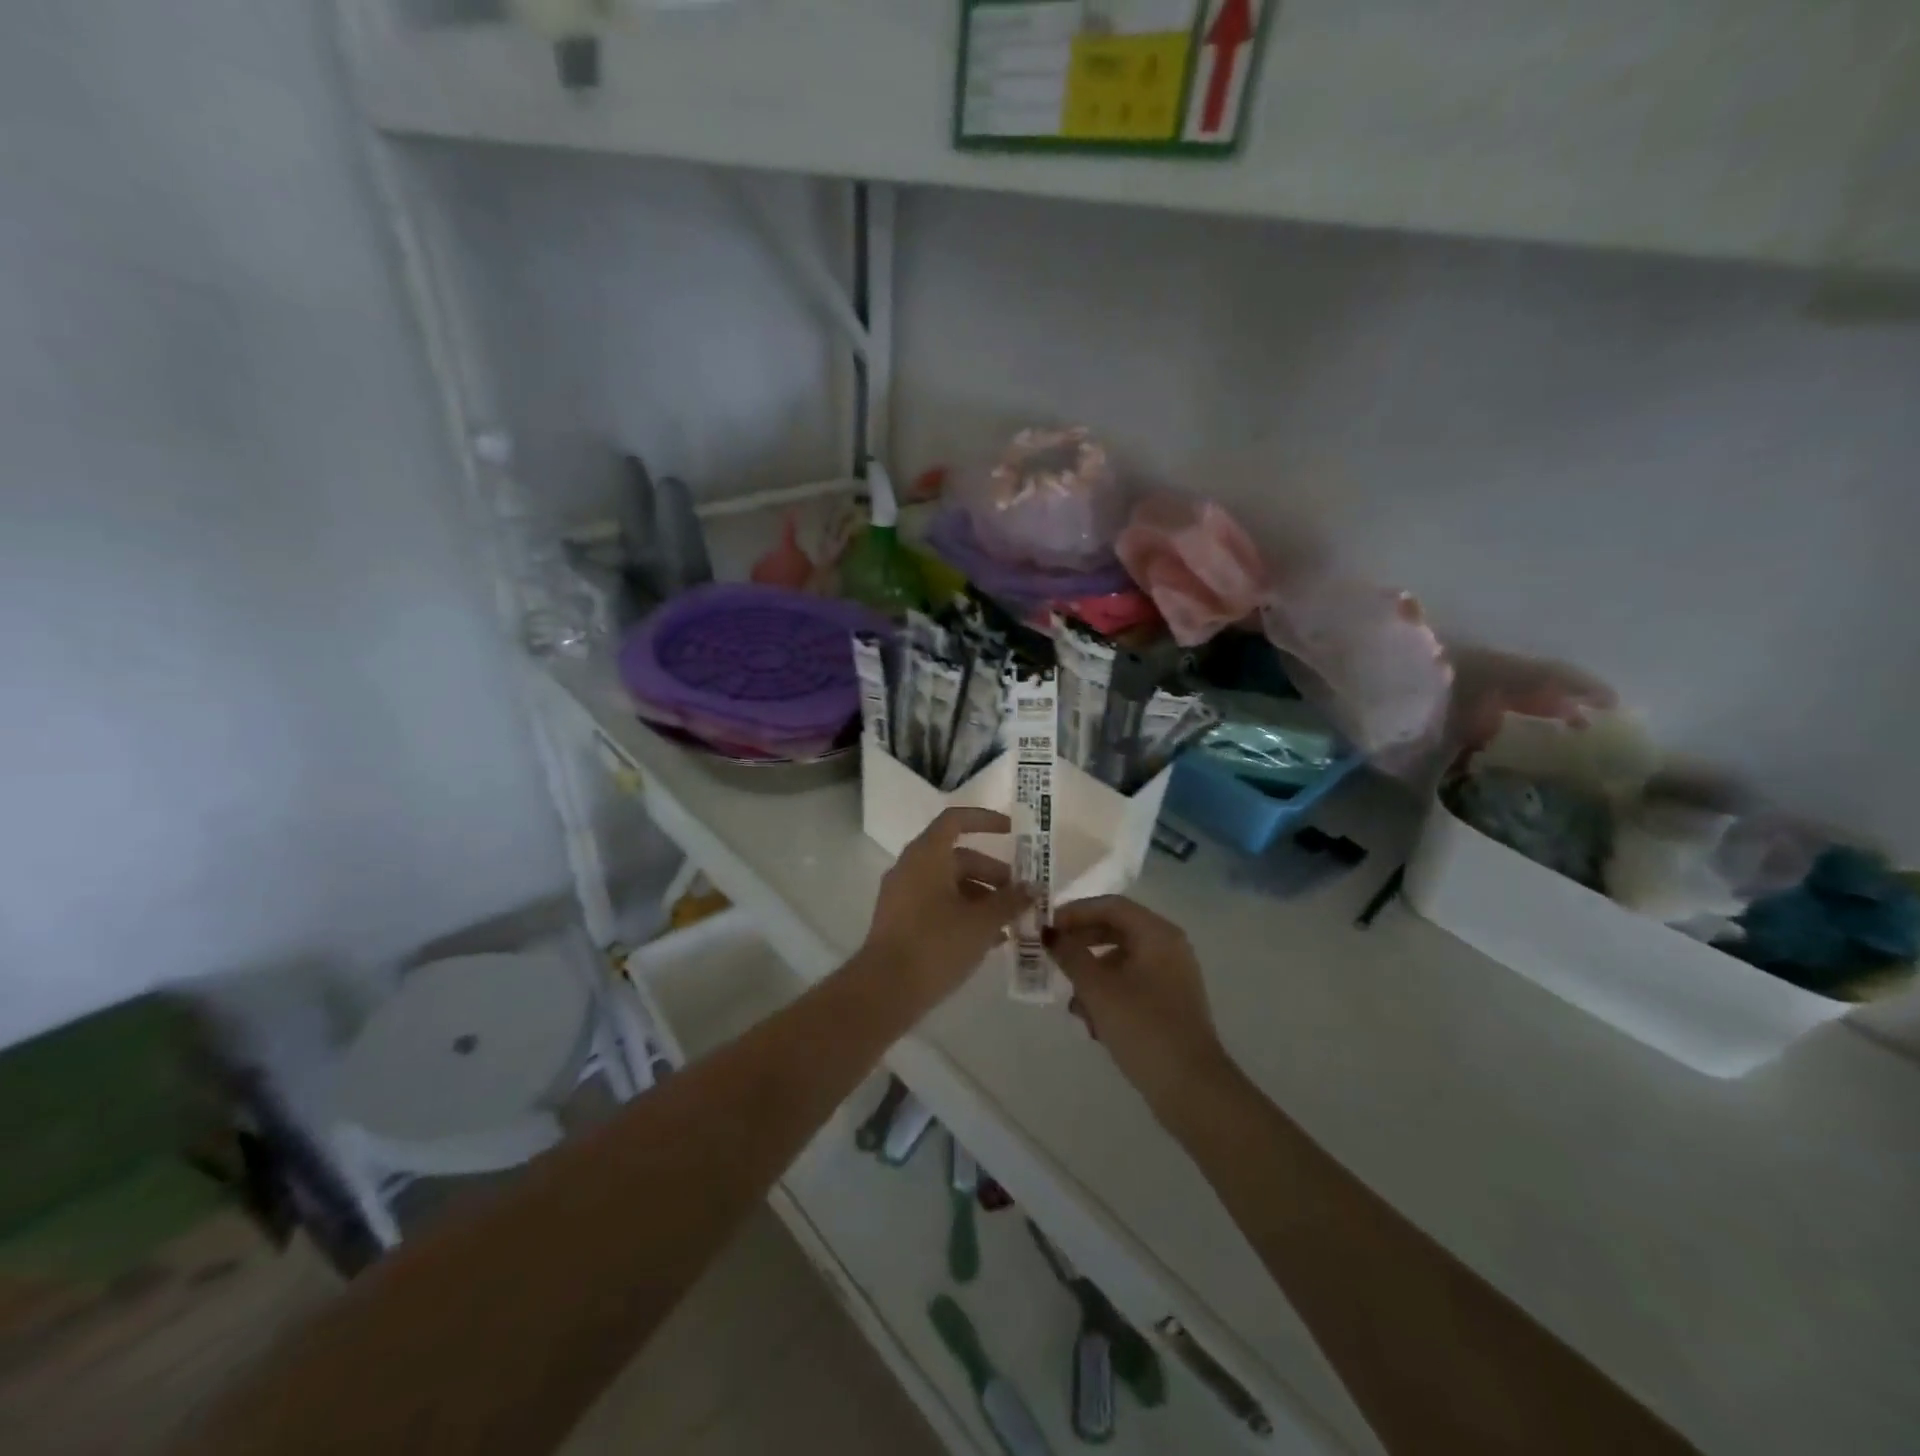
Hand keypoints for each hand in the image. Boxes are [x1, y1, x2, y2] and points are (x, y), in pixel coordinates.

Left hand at [858, 808, 1031, 1014]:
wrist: (885, 990)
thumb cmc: (936, 944)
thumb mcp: (982, 922)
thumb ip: (1010, 901)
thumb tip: (1032, 888)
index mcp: (927, 854)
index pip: (956, 820)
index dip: (986, 820)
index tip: (1013, 831)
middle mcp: (911, 867)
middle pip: (957, 857)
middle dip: (992, 873)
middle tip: (1020, 894)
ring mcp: (902, 895)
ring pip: (948, 884)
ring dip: (981, 897)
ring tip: (1010, 922)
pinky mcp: (900, 921)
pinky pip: (937, 904)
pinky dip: (963, 913)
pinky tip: (989, 939)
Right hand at [1046, 896, 1229, 1114]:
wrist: (1191, 1088)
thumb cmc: (1143, 1027)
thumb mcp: (1097, 988)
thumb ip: (1070, 955)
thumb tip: (1049, 933)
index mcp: (1157, 934)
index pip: (1110, 905)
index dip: (1075, 912)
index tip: (1046, 927)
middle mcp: (1168, 947)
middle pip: (1115, 930)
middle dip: (1081, 945)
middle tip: (1051, 957)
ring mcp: (1171, 976)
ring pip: (1121, 961)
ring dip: (1092, 977)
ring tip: (1073, 1004)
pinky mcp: (1169, 1003)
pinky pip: (1131, 985)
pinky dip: (1108, 995)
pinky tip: (1092, 1024)